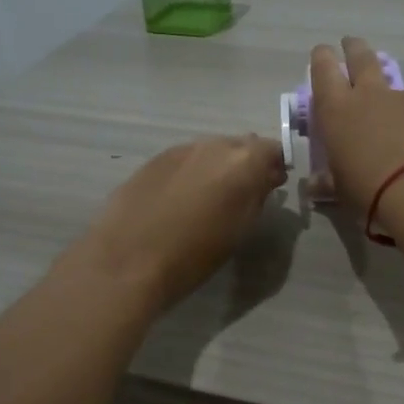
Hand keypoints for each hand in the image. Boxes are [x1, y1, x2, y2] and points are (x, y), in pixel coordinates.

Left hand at [73, 135, 287, 308]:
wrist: (128, 259)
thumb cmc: (195, 254)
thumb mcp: (241, 229)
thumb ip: (258, 196)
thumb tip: (265, 179)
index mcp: (244, 160)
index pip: (273, 149)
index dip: (275, 166)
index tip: (272, 186)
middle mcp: (214, 144)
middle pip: (240, 145)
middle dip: (245, 163)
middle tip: (241, 194)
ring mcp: (181, 148)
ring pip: (210, 150)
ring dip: (216, 167)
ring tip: (208, 198)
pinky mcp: (154, 159)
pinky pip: (184, 160)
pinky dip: (190, 173)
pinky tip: (179, 199)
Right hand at [309, 36, 403, 213]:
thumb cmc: (369, 189)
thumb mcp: (340, 189)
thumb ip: (328, 182)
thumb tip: (314, 186)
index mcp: (337, 110)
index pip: (323, 70)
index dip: (321, 58)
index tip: (322, 52)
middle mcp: (370, 94)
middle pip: (361, 57)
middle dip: (355, 48)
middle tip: (352, 43)